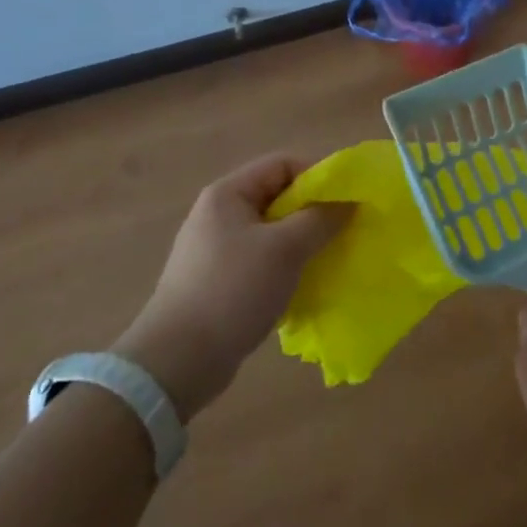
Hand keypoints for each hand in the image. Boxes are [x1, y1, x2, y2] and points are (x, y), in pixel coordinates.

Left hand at [114, 154, 350, 420]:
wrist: (177, 362)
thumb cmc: (233, 290)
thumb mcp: (285, 249)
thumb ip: (320, 219)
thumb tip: (348, 202)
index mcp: (228, 194)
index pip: (282, 164)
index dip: (317, 176)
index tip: (346, 201)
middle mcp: (219, 214)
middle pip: (278, 197)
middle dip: (313, 212)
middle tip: (343, 231)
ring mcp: (216, 249)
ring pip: (273, 232)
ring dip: (302, 242)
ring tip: (328, 259)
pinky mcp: (218, 282)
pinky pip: (262, 261)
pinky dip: (285, 268)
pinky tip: (303, 286)